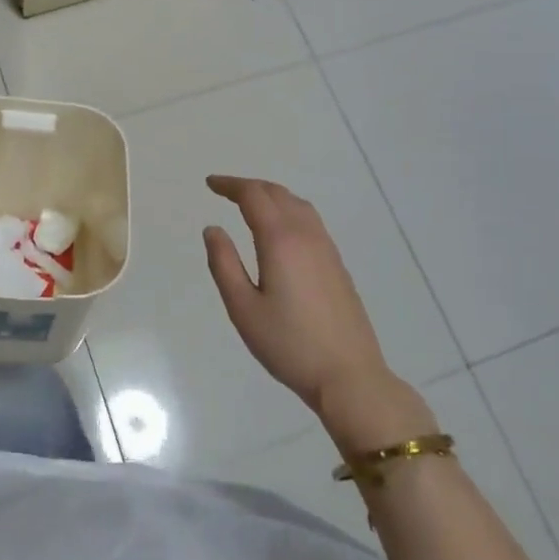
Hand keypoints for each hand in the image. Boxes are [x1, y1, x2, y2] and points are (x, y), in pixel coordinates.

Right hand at [203, 176, 434, 452]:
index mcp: (280, 240)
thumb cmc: (288, 344)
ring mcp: (326, 248)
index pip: (253, 196)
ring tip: (250, 203)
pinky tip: (280, 229)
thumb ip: (224, 264)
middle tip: (224, 190)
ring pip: (297, 204)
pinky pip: (310, 220)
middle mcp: (306, 235)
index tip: (209, 184)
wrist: (349, 376)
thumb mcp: (243, 308)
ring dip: (271, 195)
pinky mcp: (337, 264)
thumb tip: (213, 229)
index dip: (230, 185)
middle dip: (249, 186)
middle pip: (277, 193)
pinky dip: (288, 210)